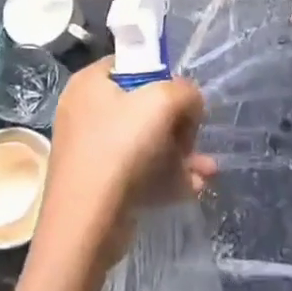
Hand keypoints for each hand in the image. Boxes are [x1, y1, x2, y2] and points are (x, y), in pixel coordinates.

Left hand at [34, 59, 216, 271]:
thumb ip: (186, 91)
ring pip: (146, 143)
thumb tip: (190, 103)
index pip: (133, 65)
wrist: (85, 225)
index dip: (164, 78)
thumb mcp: (163, 102)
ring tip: (206, 171)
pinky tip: (194, 187)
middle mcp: (86, 112)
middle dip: (179, 126)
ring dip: (180, 155)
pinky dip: (166, 178)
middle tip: (194, 140)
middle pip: (144, 107)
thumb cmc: (119, 148)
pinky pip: (139, 171)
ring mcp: (91, 150)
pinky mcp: (99, 185)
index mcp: (90, 83)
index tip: (183, 101)